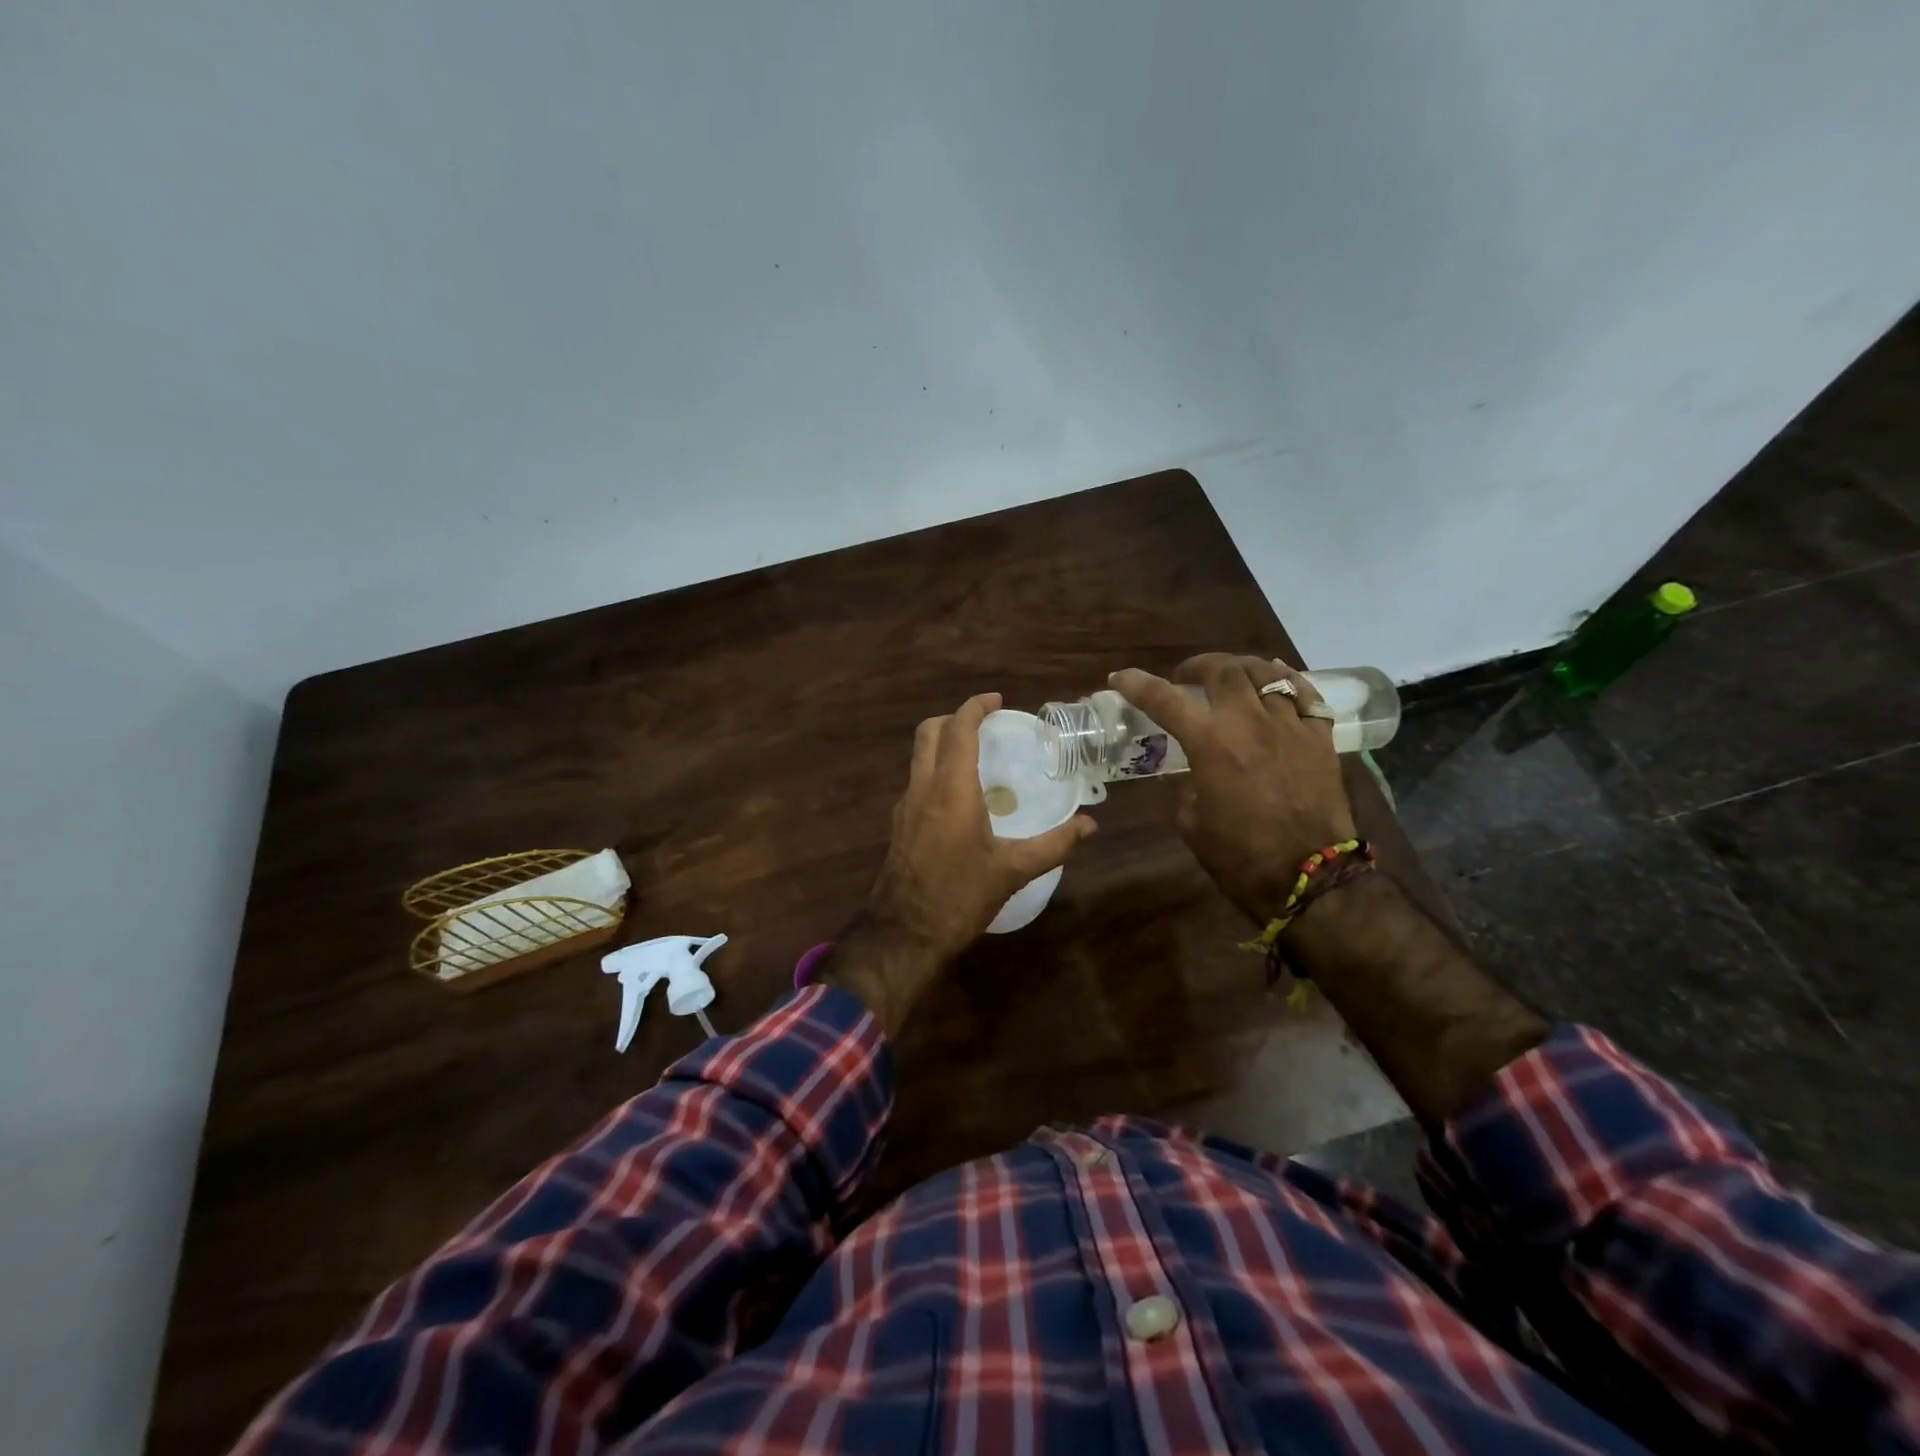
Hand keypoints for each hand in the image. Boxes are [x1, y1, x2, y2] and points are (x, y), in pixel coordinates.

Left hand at [825, 693, 1096, 1032]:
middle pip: (928, 732)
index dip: (975, 707)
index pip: (958, 729)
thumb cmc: (960, 896)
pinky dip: (935, 770)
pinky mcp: (898, 825)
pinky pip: (916, 780)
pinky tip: (958, 796)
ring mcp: (905, 806)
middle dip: (954, 718)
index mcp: (951, 789)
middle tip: (984, 723)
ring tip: (975, 756)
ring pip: (918, 756)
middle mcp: (922, 788)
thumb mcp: (1013, 871)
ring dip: (942, 743)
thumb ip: (1054, 845)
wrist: (904, 933)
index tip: (996, 700)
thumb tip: (1091, 826)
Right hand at [1110, 654, 1355, 925]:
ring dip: (1240, 668)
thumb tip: (1196, 772)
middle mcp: (1249, 722)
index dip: (1137, 683)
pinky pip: (1306, 695)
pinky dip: (1287, 681)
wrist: (1308, 877)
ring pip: (1266, 673)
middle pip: (1223, 671)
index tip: (1119, 678)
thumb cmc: (1239, 856)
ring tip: (1231, 675)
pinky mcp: (1320, 739)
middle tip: (1187, 677)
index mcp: (1210, 743)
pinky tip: (1278, 681)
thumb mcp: (1193, 822)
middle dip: (1198, 666)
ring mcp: (1290, 726)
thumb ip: (1189, 785)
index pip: (1164, 699)